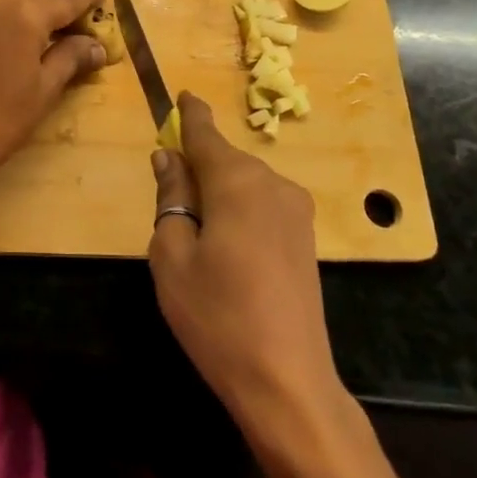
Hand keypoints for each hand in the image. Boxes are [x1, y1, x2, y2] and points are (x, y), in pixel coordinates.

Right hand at [147, 92, 345, 442]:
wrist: (289, 383)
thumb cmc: (217, 317)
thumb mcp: (173, 256)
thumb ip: (171, 198)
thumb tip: (169, 159)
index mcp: (237, 182)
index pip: (205, 134)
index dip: (189, 115)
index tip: (181, 94)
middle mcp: (273, 184)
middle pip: (225, 160)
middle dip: (198, 166)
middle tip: (170, 196)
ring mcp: (297, 211)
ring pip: (245, 183)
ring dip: (219, 192)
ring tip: (197, 234)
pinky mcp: (307, 238)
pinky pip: (263, 205)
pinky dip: (239, 210)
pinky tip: (228, 248)